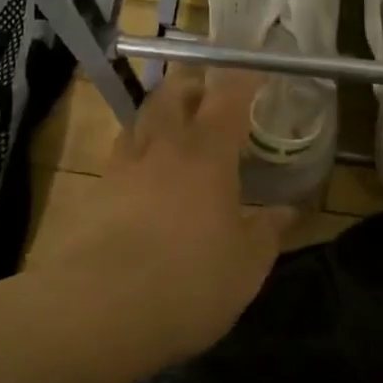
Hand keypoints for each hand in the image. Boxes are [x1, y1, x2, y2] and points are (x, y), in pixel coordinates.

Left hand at [26, 64, 292, 362]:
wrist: (98, 310)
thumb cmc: (188, 281)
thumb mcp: (246, 265)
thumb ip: (269, 231)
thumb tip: (288, 210)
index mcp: (207, 153)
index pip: (228, 95)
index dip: (243, 78)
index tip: (255, 72)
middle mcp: (163, 146)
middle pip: (173, 92)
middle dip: (192, 83)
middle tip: (208, 95)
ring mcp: (123, 166)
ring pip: (141, 119)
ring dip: (160, 114)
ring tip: (175, 131)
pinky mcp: (94, 192)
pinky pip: (120, 156)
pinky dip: (137, 153)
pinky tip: (145, 179)